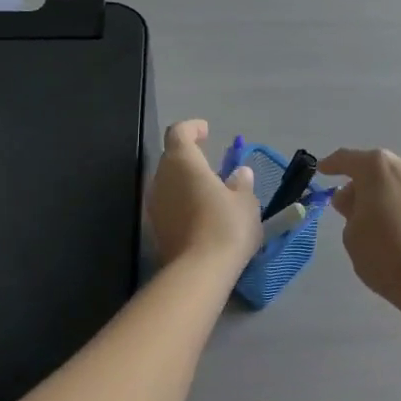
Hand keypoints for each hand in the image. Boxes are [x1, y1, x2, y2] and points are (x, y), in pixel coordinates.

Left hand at [149, 120, 261, 270]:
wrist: (199, 272)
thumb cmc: (226, 226)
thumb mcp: (245, 202)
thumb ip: (241, 184)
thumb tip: (239, 174)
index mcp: (183, 162)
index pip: (179, 133)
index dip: (192, 128)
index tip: (207, 131)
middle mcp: (162, 178)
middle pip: (171, 158)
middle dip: (190, 157)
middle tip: (213, 165)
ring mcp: (154, 204)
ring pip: (168, 183)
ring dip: (186, 182)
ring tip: (210, 192)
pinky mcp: (155, 228)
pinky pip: (169, 205)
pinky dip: (182, 203)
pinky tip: (201, 215)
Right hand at [319, 148, 400, 304]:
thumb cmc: (384, 252)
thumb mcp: (352, 232)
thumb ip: (349, 209)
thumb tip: (353, 199)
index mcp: (378, 166)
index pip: (347, 159)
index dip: (332, 165)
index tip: (322, 170)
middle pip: (375, 169)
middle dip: (360, 184)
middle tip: (346, 206)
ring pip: (396, 181)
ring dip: (382, 194)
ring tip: (370, 219)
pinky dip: (399, 204)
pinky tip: (392, 225)